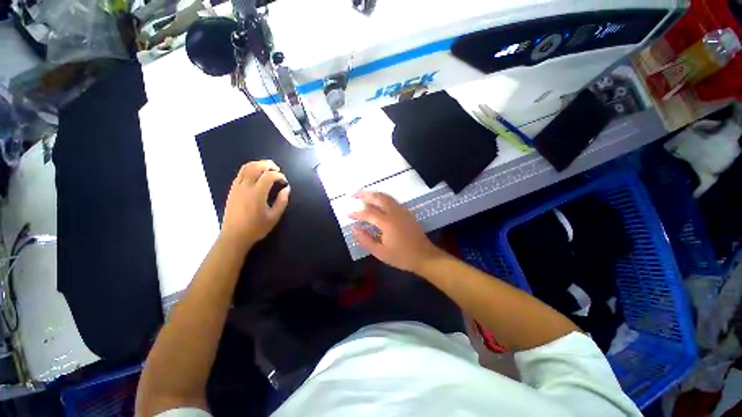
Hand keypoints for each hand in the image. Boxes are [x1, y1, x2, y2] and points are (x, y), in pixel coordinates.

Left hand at [220, 160, 289, 250]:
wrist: (234, 236)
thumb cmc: (256, 228)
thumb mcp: (274, 217)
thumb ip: (282, 201)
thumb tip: (286, 189)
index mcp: (257, 194)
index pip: (269, 176)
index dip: (279, 176)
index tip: (284, 182)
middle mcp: (245, 187)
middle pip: (256, 167)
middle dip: (268, 165)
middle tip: (277, 169)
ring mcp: (236, 187)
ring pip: (246, 167)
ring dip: (258, 164)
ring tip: (267, 168)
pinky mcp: (232, 190)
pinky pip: (240, 173)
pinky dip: (250, 169)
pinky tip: (256, 175)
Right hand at [349, 190, 444, 273]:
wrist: (424, 256)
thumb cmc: (402, 256)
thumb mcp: (380, 252)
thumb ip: (365, 240)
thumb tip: (354, 229)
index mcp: (387, 222)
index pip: (368, 213)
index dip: (357, 213)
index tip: (347, 214)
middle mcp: (395, 212)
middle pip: (378, 197)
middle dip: (364, 194)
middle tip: (353, 194)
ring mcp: (402, 210)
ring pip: (386, 196)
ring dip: (374, 194)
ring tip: (363, 195)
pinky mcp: (407, 212)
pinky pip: (392, 200)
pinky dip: (382, 197)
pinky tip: (378, 201)